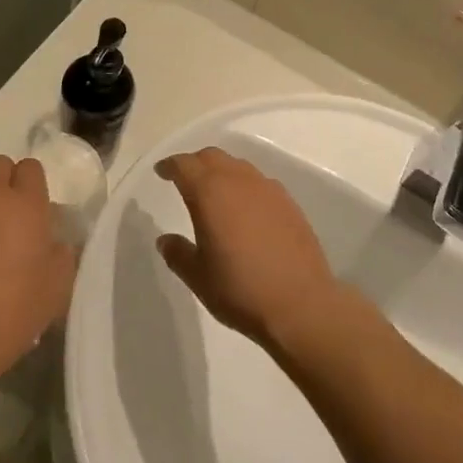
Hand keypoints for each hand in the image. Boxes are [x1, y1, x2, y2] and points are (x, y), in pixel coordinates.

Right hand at [153, 148, 341, 350]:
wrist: (301, 305)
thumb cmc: (240, 290)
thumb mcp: (198, 277)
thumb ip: (178, 253)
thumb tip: (166, 240)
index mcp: (210, 193)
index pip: (184, 165)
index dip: (170, 166)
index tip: (162, 171)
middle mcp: (239, 181)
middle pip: (212, 157)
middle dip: (195, 163)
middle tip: (185, 179)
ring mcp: (268, 190)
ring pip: (238, 167)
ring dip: (222, 173)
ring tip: (216, 194)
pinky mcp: (290, 204)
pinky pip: (260, 183)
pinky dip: (245, 187)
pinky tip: (246, 210)